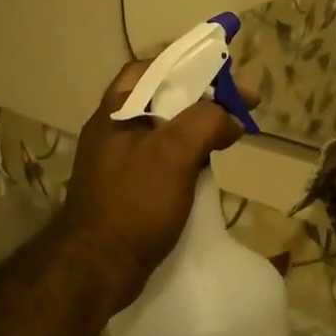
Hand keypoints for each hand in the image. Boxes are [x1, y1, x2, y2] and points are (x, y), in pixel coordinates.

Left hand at [59, 61, 252, 306]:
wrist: (96, 270)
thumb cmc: (133, 204)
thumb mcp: (173, 154)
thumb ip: (205, 123)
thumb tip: (231, 118)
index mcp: (116, 111)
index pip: (154, 68)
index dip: (192, 65)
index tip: (227, 77)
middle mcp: (114, 129)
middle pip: (164, 97)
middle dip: (203, 98)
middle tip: (239, 110)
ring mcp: (120, 160)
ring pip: (166, 129)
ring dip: (198, 128)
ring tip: (229, 136)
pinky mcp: (129, 187)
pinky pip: (164, 158)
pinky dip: (189, 155)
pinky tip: (207, 168)